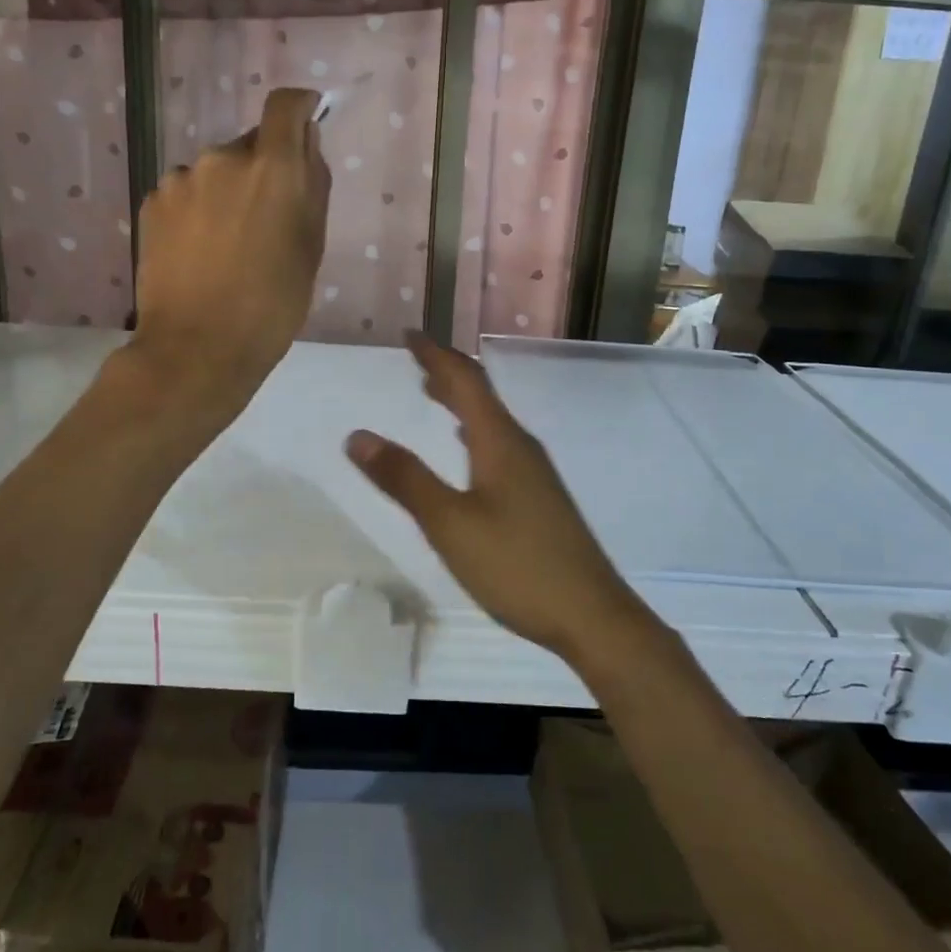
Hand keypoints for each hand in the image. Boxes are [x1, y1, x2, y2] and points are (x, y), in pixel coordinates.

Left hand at [126, 88, 330, 415]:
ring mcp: (179, 179)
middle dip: (262, 170)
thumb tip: (306, 143)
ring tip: (228, 244)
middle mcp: (221, 158)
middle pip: (250, 145)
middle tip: (267, 220)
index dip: (299, 107)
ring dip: (227, 192)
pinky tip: (199, 252)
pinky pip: (186, 193)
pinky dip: (198, 210)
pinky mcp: (151, 203)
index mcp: (271, 168)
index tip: (306, 123)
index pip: (285, 106)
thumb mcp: (311, 246)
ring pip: (215, 172)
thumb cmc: (273, 304)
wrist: (198, 348)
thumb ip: (313, 184)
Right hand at [345, 332, 640, 659]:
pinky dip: (473, 431)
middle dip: (447, 373)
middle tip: (416, 360)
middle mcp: (520, 446)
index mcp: (500, 441)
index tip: (409, 335)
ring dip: (460, 401)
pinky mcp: (539, 497)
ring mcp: (535, 473)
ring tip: (431, 393)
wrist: (592, 616)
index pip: (465, 380)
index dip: (435, 355)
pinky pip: (499, 444)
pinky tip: (467, 448)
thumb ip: (405, 479)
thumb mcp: (450, 524)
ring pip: (491, 420)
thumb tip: (357, 435)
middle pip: (481, 395)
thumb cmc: (517, 565)